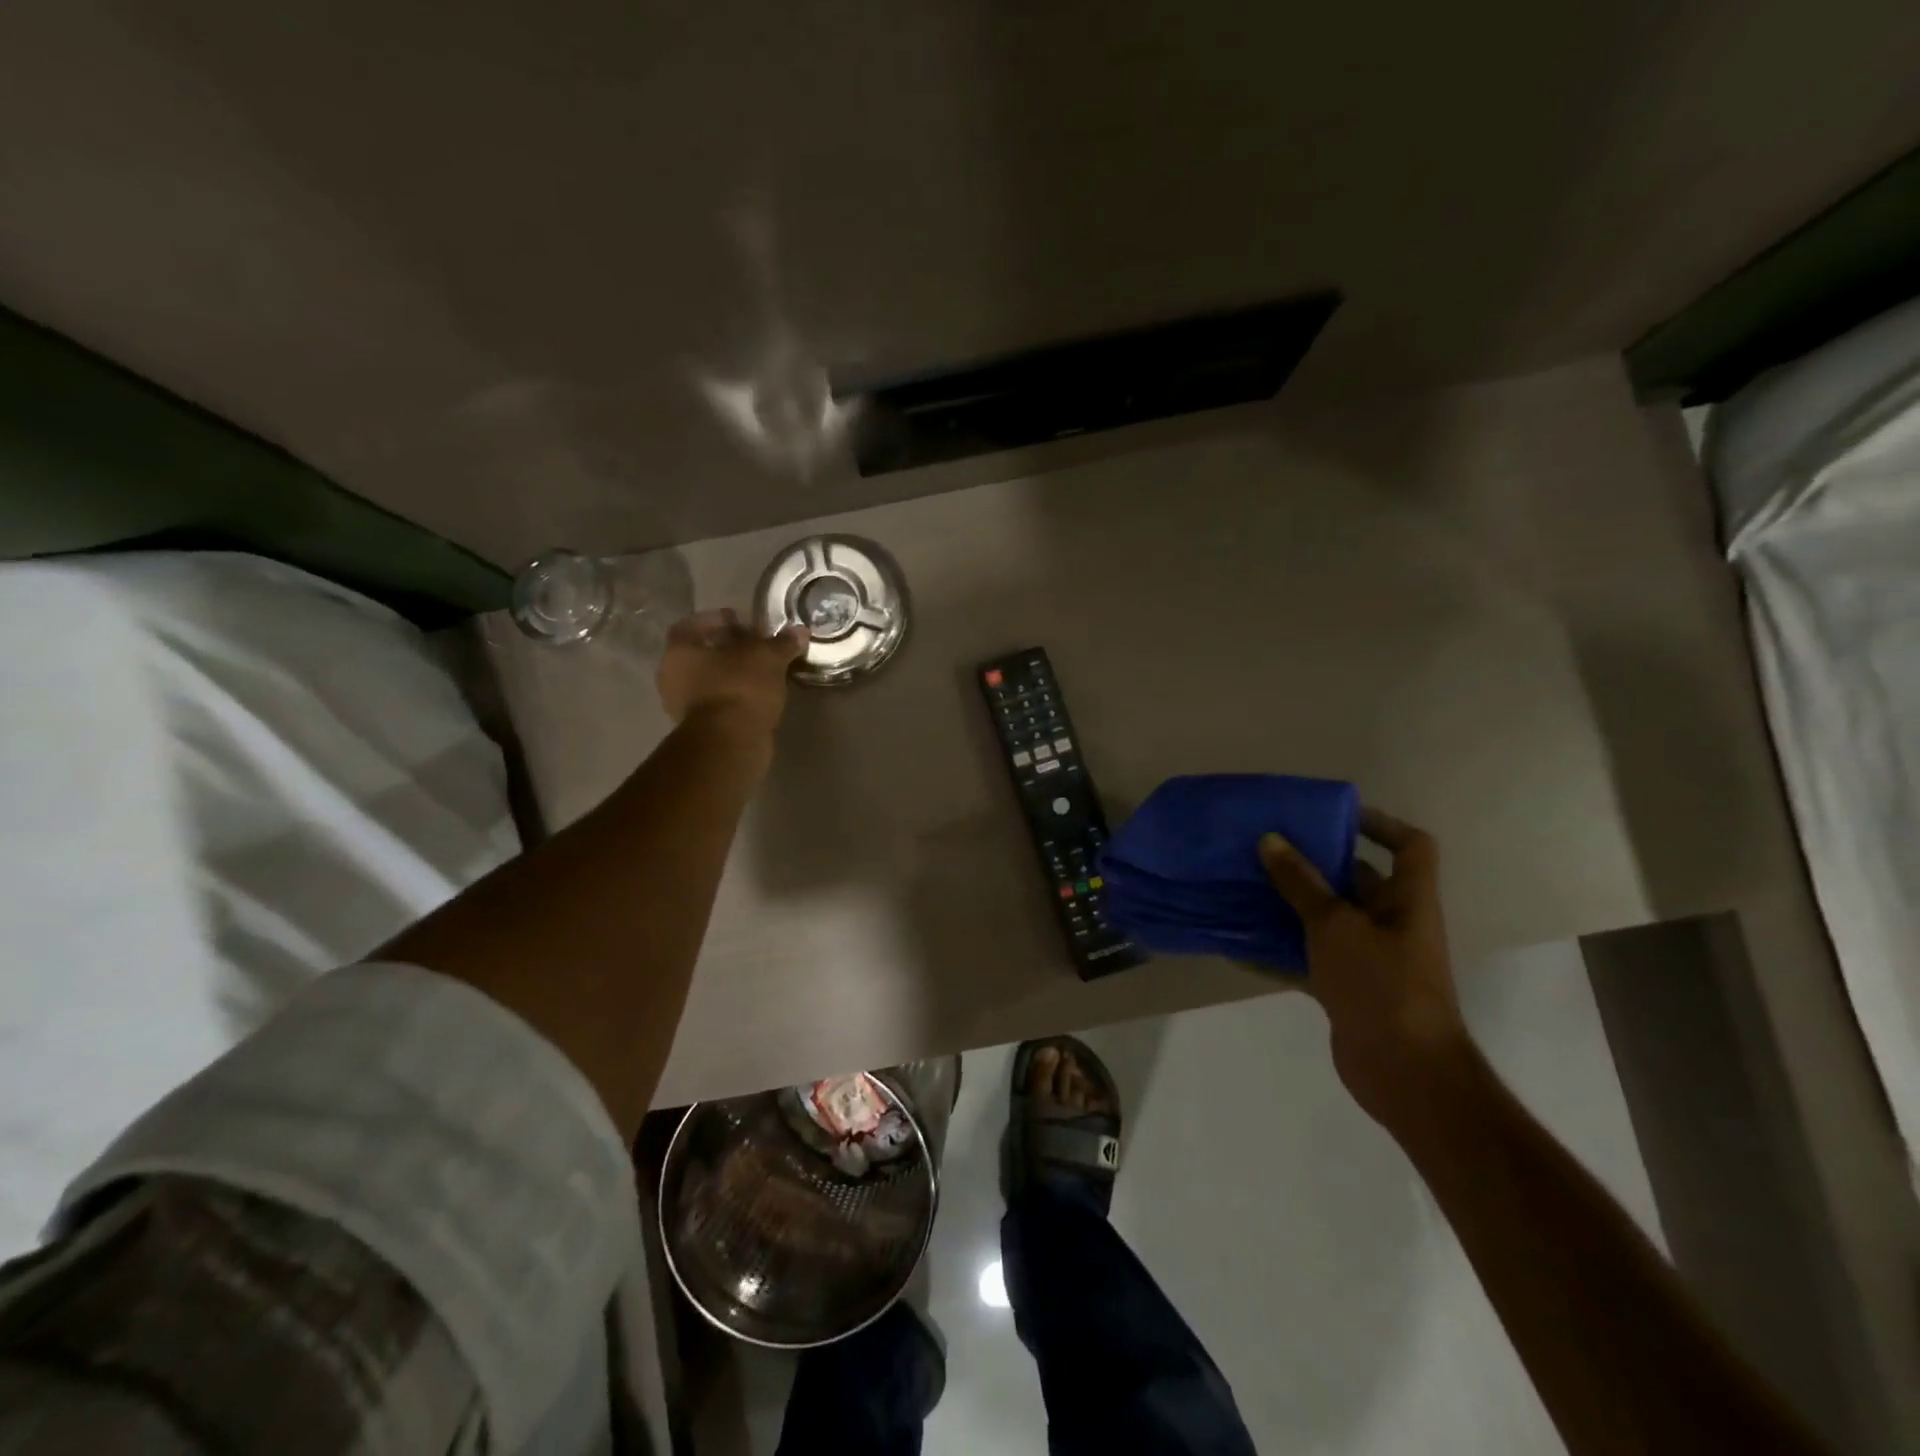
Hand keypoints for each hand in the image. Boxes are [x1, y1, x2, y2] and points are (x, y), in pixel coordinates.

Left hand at [656, 610, 807, 736]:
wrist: (731, 742)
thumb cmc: (740, 688)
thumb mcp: (768, 658)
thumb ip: (782, 643)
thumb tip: (799, 631)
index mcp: (679, 650)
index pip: (691, 625)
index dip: (716, 620)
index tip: (740, 621)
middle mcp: (671, 676)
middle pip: (700, 654)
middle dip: (726, 649)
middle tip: (754, 646)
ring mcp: (682, 706)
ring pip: (708, 680)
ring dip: (730, 675)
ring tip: (760, 672)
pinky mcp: (699, 728)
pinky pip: (716, 702)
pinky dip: (733, 696)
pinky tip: (756, 695)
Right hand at [1260, 807, 1471, 1124]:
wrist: (1404, 1073)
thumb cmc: (1381, 985)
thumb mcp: (1335, 925)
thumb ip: (1301, 883)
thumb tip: (1270, 839)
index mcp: (1407, 901)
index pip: (1410, 846)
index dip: (1379, 824)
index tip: (1330, 815)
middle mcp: (1392, 923)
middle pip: (1357, 880)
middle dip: (1314, 863)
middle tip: (1267, 847)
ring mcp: (1369, 958)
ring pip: (1326, 918)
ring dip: (1290, 905)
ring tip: (1245, 886)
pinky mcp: (1346, 987)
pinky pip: (1309, 957)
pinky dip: (1279, 951)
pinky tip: (1238, 945)